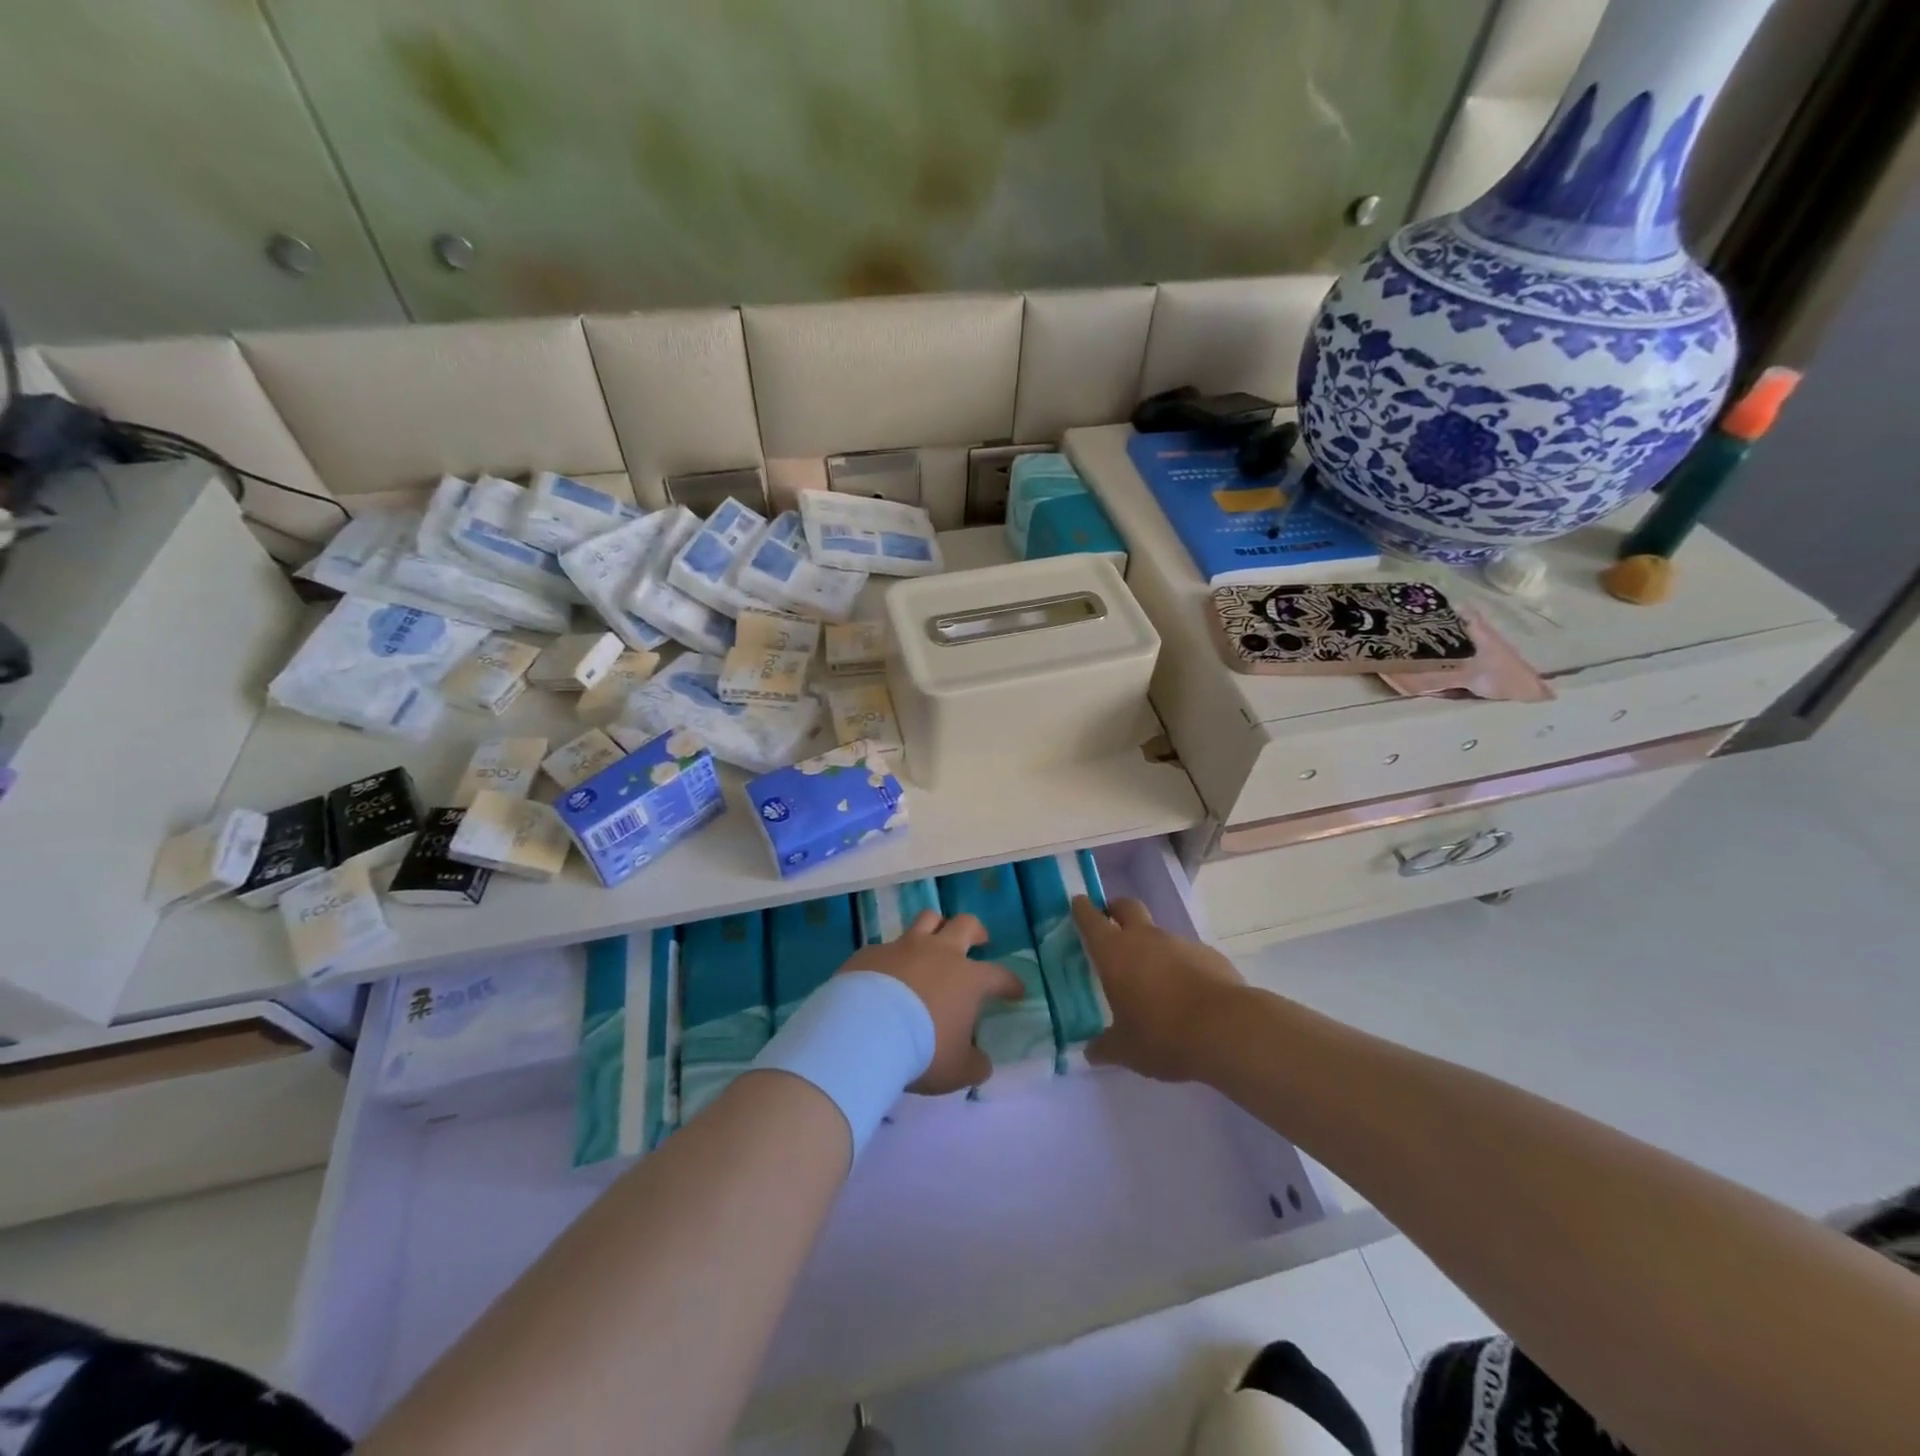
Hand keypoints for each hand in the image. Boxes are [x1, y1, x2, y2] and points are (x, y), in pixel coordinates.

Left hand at [839, 910, 1023, 1093]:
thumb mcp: (958, 1070)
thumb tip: (981, 1062)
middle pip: (965, 924)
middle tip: (979, 940)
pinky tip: (886, 974)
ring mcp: (903, 947)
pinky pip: (887, 947)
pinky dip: (893, 957)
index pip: (999, 975)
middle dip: (976, 931)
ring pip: (927, 919)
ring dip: (935, 927)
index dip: (1010, 982)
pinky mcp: (872, 952)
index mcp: (968, 979)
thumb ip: (974, 1064)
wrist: (865, 1031)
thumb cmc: (922, 1050)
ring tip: (934, 941)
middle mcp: (939, 953)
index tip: (1016, 991)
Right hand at [1071, 896, 1245, 1083]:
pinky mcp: (1209, 954)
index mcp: (1115, 952)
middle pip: (1126, 906)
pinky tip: (1186, 994)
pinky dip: (1181, 965)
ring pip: (1158, 933)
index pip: (1091, 918)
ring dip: (1151, 946)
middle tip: (1111, 926)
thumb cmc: (1163, 1034)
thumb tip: (1090, 1051)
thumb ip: (1105, 1047)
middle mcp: (1145, 938)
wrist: (1227, 1029)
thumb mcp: (1126, 1050)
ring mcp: (1180, 942)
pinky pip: (1187, 954)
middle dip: (1116, 910)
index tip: (1078, 904)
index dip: (1082, 909)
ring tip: (1152, 980)